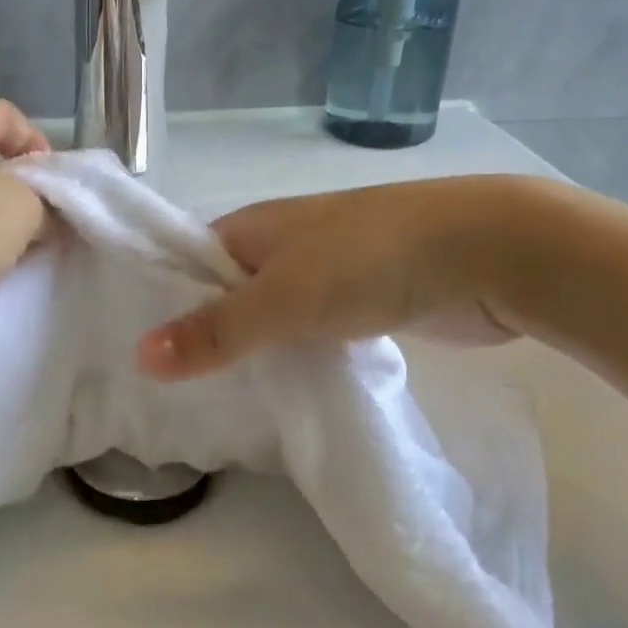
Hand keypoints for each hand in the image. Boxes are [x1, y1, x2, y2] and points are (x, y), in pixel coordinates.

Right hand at [137, 175, 544, 380]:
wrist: (488, 252)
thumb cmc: (370, 260)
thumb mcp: (283, 298)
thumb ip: (215, 329)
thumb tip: (139, 357)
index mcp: (254, 227)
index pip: (189, 263)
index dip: (163, 302)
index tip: (140, 353)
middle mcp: (282, 245)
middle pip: (227, 292)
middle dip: (206, 335)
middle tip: (174, 391)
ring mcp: (325, 272)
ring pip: (270, 316)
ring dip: (253, 350)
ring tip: (218, 401)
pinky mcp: (361, 302)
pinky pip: (310, 332)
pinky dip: (295, 356)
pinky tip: (284, 390)